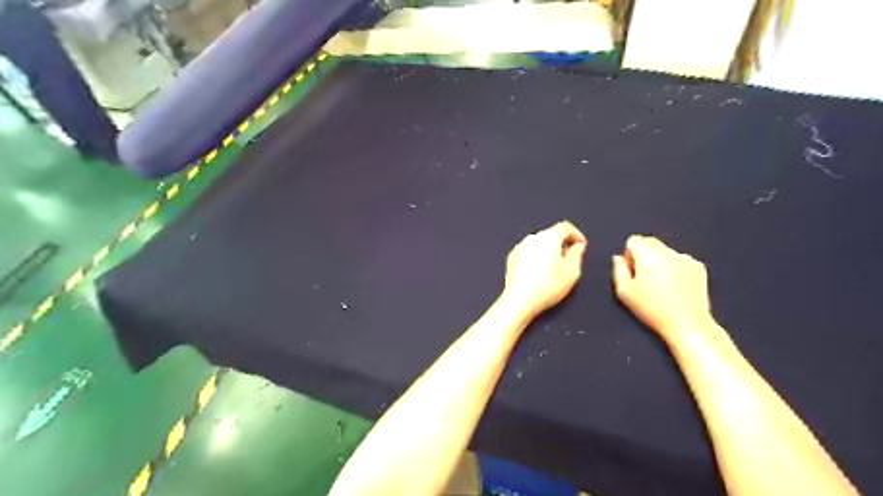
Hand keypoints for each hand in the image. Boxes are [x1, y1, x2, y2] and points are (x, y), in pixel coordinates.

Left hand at [503, 220, 585, 317]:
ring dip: (548, 250)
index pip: (565, 227)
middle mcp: (532, 237)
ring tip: (554, 267)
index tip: (582, 246)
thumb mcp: (572, 272)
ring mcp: (519, 247)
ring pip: (539, 243)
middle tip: (570, 258)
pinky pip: (528, 252)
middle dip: (562, 243)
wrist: (519, 300)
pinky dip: (536, 257)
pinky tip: (538, 272)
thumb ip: (577, 254)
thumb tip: (577, 246)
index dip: (577, 234)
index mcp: (549, 237)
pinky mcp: (511, 258)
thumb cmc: (549, 285)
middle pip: (551, 234)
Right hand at [616, 236, 715, 340]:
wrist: (688, 324)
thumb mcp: (625, 292)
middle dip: (643, 254)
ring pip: (665, 251)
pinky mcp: (699, 267)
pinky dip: (674, 267)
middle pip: (650, 242)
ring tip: (660, 284)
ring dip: (659, 260)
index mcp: (649, 256)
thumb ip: (618, 271)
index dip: (629, 254)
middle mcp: (668, 252)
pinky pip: (679, 259)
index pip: (634, 240)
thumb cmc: (652, 310)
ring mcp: (686, 258)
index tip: (631, 271)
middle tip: (643, 277)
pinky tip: (675, 286)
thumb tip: (618, 258)